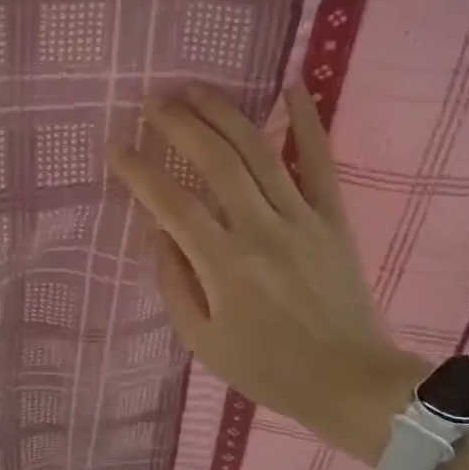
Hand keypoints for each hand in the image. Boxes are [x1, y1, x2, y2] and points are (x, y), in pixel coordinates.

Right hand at [110, 85, 426, 464]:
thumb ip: (174, 283)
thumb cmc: (269, 369)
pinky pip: (321, 162)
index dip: (139, 171)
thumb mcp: (203, 342)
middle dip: (179, 123)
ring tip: (195, 87)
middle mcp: (262, 230)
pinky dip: (308, 122)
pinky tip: (294, 87)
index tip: (116, 146)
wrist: (352, 382)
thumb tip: (155, 232)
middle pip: (216, 160)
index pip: (172, 203)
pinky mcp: (333, 219)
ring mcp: (303, 219)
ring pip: (259, 151)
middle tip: (152, 101)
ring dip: (224, 113)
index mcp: (225, 266)